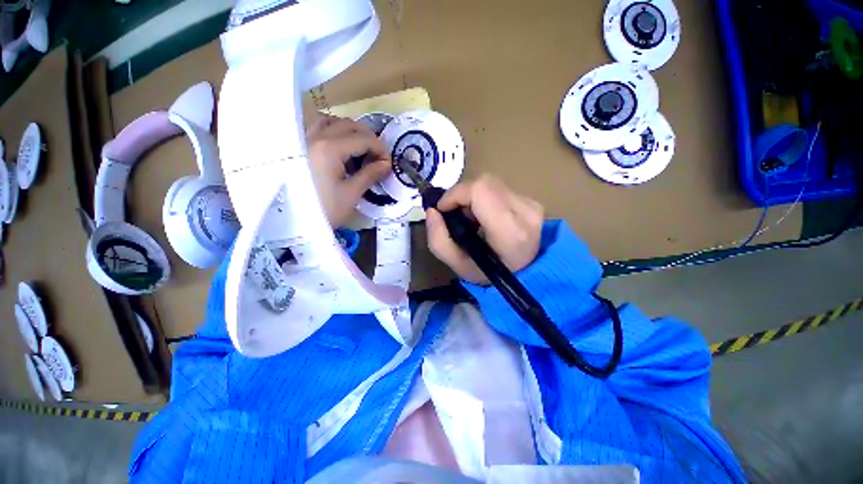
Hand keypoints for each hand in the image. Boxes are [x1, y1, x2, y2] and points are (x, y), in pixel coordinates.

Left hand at [306, 115, 390, 226]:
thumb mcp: (351, 193)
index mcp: (330, 148)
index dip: (381, 150)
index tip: (387, 165)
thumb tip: (386, 164)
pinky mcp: (299, 146)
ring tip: (359, 150)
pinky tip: (339, 148)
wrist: (292, 222)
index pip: (364, 138)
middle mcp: (316, 136)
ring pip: (332, 121)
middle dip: (368, 139)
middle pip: (349, 125)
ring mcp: (304, 139)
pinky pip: (317, 128)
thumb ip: (370, 174)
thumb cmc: (325, 209)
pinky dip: (332, 131)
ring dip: (350, 132)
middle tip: (376, 158)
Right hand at [426, 174, 543, 284]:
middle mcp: (526, 213)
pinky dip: (485, 198)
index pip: (480, 190)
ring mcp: (532, 205)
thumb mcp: (457, 265)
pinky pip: (500, 189)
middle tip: (457, 215)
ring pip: (491, 183)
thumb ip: (438, 240)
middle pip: (485, 183)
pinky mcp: (532, 202)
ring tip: (471, 219)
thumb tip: (431, 210)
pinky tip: (484, 216)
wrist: (522, 275)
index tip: (443, 209)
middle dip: (463, 195)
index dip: (456, 194)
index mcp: (509, 231)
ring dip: (473, 197)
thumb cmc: (488, 274)